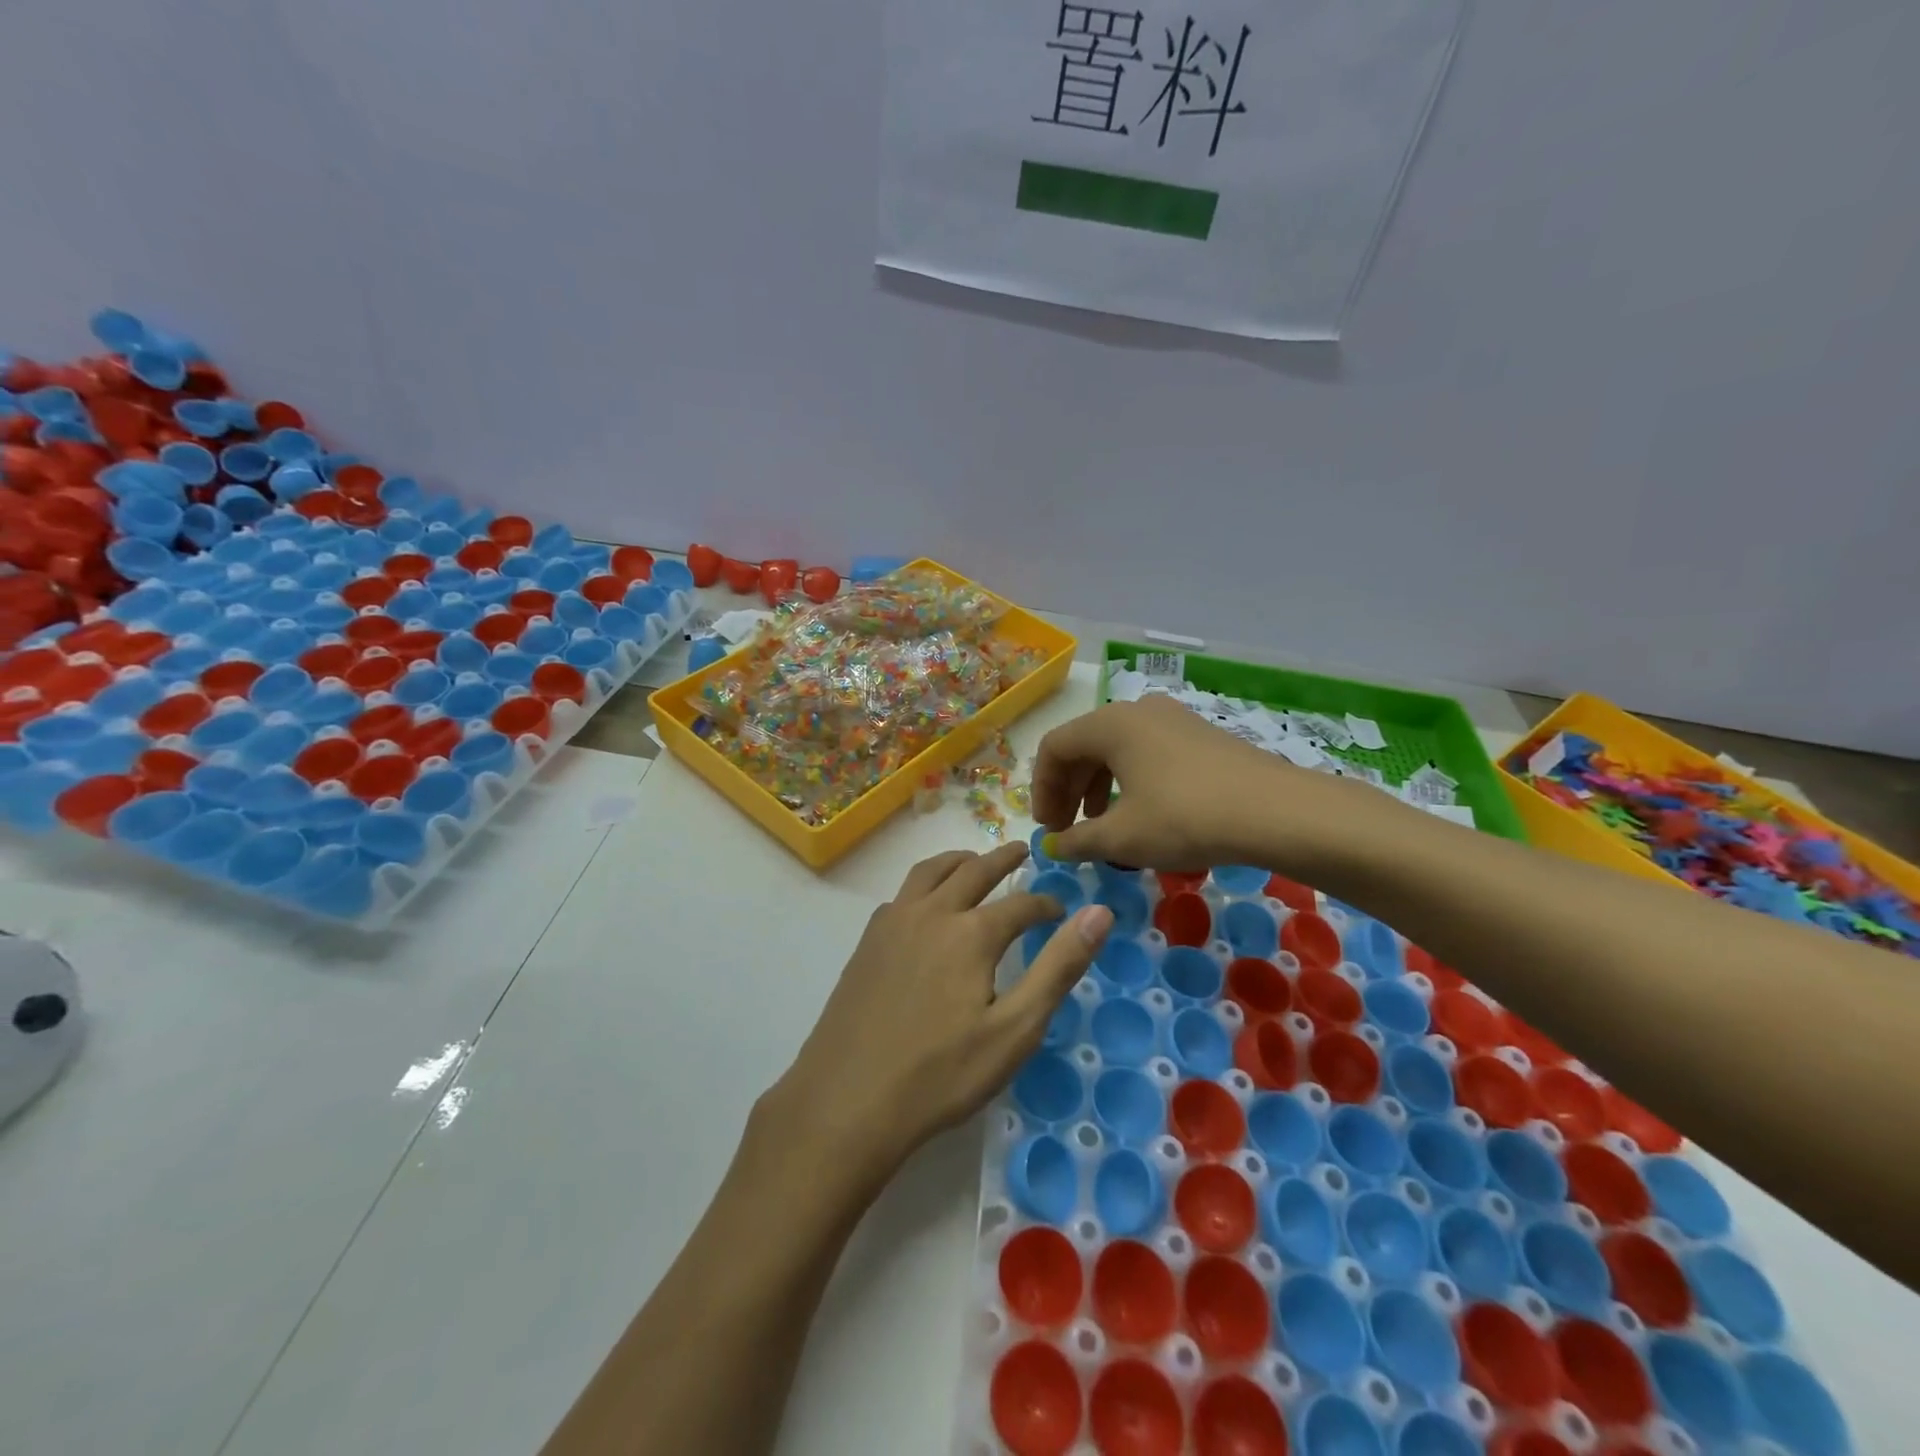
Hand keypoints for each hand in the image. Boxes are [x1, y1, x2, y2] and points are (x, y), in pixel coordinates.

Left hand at [766, 843, 1112, 1188]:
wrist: (848, 1100)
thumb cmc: (941, 1073)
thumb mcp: (1014, 1029)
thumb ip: (1058, 967)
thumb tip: (1099, 914)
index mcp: (971, 933)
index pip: (1021, 904)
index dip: (1046, 906)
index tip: (1061, 912)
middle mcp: (931, 913)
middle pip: (973, 871)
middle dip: (1002, 859)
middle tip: (1021, 849)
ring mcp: (892, 924)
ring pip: (930, 872)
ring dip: (958, 861)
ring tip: (974, 861)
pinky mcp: (867, 942)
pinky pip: (902, 894)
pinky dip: (924, 885)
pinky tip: (925, 907)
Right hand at [1033, 696, 1362, 872]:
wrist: (1276, 812)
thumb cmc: (1184, 818)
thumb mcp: (1122, 837)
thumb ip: (1078, 841)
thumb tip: (1054, 847)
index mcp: (1109, 724)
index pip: (1054, 748)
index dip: (1042, 790)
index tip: (1049, 830)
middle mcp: (1137, 710)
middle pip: (1084, 746)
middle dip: (1069, 791)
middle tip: (1070, 832)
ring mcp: (1173, 719)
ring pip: (1117, 750)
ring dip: (1098, 788)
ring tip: (1103, 828)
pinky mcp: (1200, 736)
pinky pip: (1148, 753)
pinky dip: (1131, 782)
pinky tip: (1143, 816)